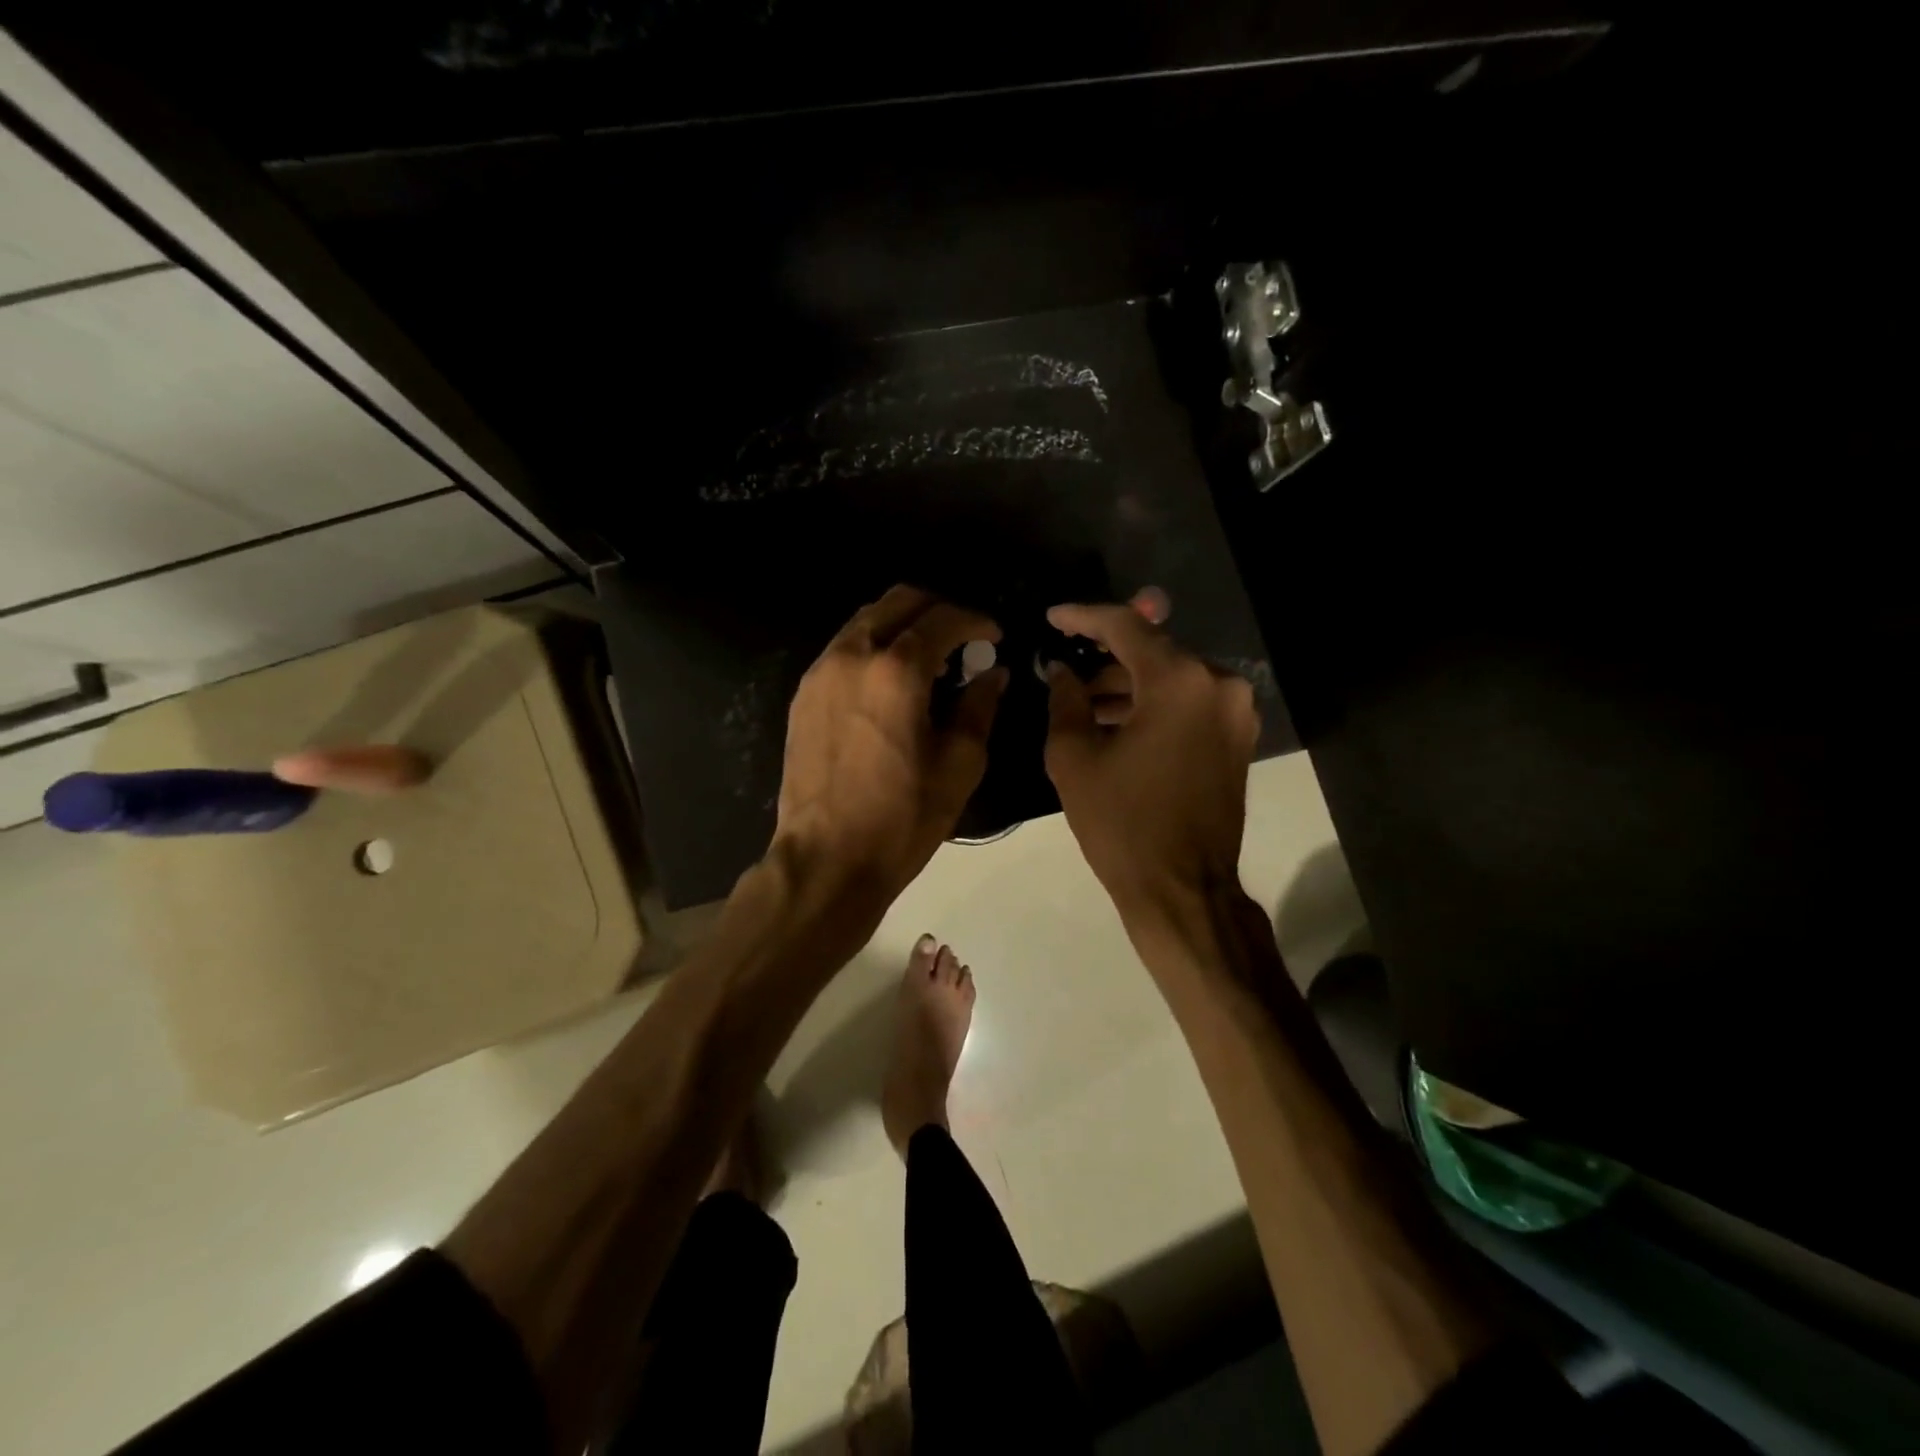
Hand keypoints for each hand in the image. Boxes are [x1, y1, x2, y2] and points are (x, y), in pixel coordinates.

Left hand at [773, 585, 1007, 913]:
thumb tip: (992, 673)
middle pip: (898, 601)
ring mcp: (820, 672)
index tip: (994, 636)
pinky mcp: (803, 695)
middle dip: (937, 609)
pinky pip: (844, 649)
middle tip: (962, 639)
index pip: (943, 619)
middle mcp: (853, 656)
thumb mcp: (959, 766)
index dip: (976, 621)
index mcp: (897, 671)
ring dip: (902, 625)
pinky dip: (874, 648)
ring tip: (928, 661)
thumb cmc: (901, 818)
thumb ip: (979, 708)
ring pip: (866, 620)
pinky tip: (890, 684)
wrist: (826, 859)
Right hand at [1043, 596, 1258, 918]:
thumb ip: (1065, 701)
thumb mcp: (1075, 758)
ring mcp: (1235, 712)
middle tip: (1064, 668)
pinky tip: (1116, 723)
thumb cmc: (1122, 824)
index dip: (1083, 617)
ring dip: (1128, 685)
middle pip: (1153, 651)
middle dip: (1105, 657)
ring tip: (1083, 702)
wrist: (1183, 889)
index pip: (1126, 627)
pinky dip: (1153, 706)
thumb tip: (1060, 672)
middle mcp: (1218, 685)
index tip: (1052, 618)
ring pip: (1172, 679)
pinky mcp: (1238, 738)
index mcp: (1179, 682)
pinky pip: (1189, 704)